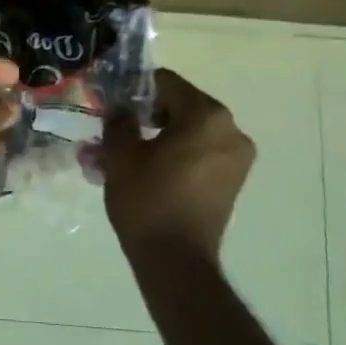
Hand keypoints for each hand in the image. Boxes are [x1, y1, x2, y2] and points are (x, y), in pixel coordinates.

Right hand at [94, 68, 255, 259]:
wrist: (175, 261)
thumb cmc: (147, 200)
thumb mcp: (121, 154)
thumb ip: (119, 119)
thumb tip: (121, 107)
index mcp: (207, 116)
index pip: (166, 83)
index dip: (134, 88)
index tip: (109, 101)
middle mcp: (230, 131)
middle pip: (178, 107)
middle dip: (142, 116)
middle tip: (111, 130)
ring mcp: (235, 158)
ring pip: (186, 133)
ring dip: (153, 138)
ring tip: (117, 155)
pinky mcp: (231, 181)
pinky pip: (197, 154)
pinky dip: (170, 156)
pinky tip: (139, 171)